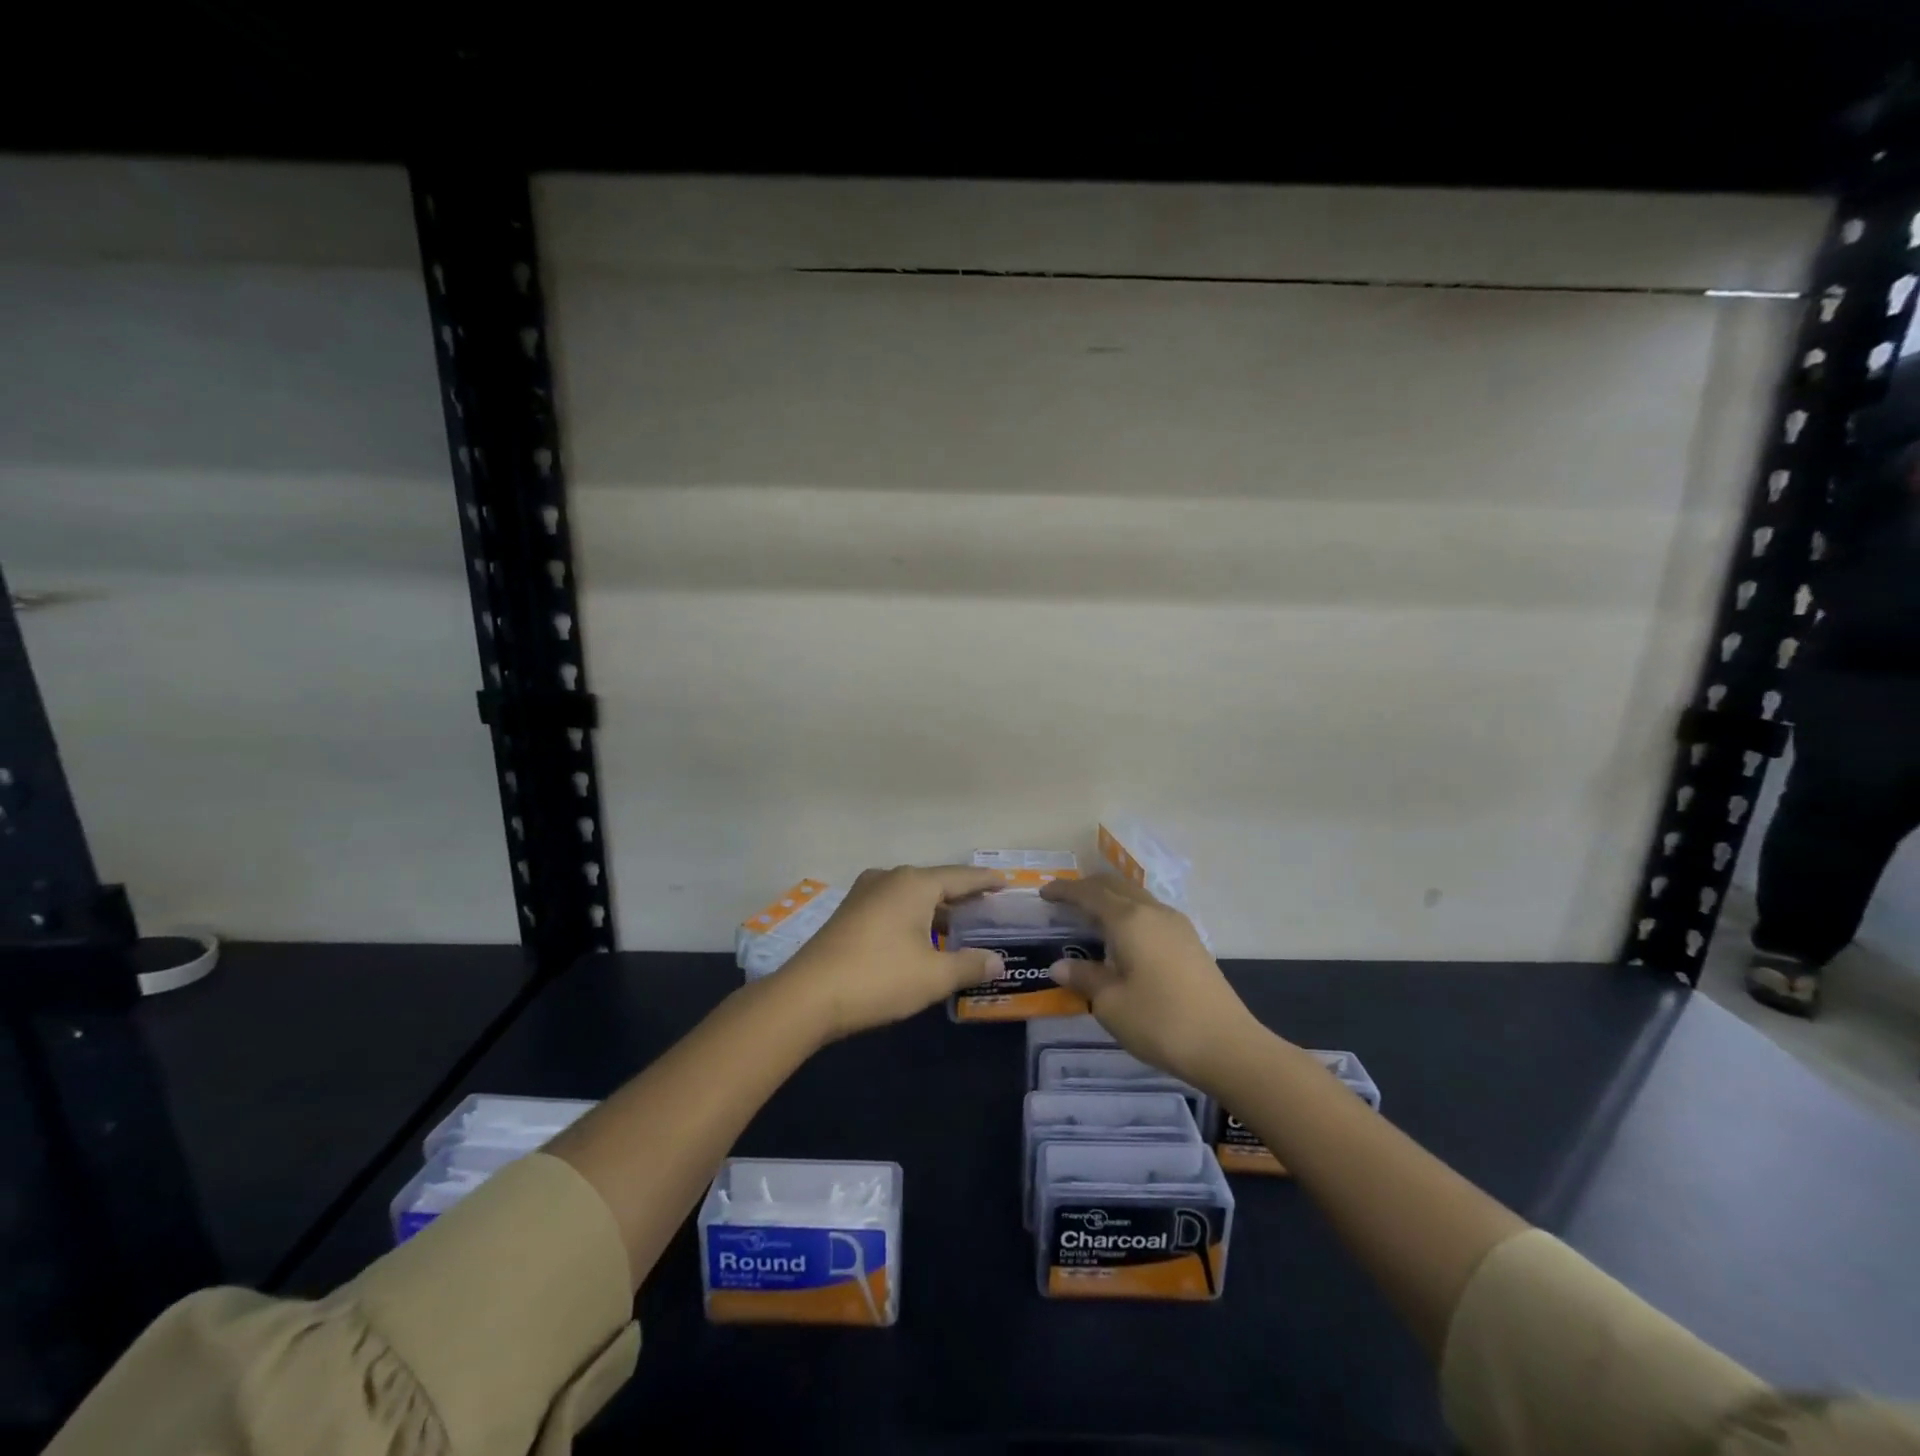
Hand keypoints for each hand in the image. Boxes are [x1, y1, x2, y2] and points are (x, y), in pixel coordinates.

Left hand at [778, 865, 1005, 1041]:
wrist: (807, 996)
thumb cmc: (879, 978)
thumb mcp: (933, 976)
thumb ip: (969, 965)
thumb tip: (997, 961)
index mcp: (914, 883)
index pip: (961, 877)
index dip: (985, 882)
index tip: (1006, 882)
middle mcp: (890, 878)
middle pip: (935, 883)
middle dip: (962, 896)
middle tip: (988, 907)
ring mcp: (865, 894)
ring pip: (912, 896)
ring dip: (936, 910)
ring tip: (960, 926)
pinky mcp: (849, 913)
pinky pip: (893, 906)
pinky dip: (914, 917)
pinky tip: (922, 938)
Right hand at [1040, 876, 1262, 1088]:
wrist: (1227, 1045)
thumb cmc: (1160, 1021)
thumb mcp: (1110, 1004)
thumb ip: (1084, 978)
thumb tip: (1060, 965)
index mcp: (1128, 920)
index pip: (1089, 893)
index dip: (1064, 890)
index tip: (1044, 893)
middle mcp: (1152, 912)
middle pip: (1115, 886)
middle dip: (1087, 887)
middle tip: (1064, 900)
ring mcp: (1176, 925)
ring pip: (1136, 897)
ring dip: (1111, 899)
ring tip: (1091, 916)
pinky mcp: (1190, 941)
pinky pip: (1150, 913)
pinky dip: (1129, 913)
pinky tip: (1124, 937)